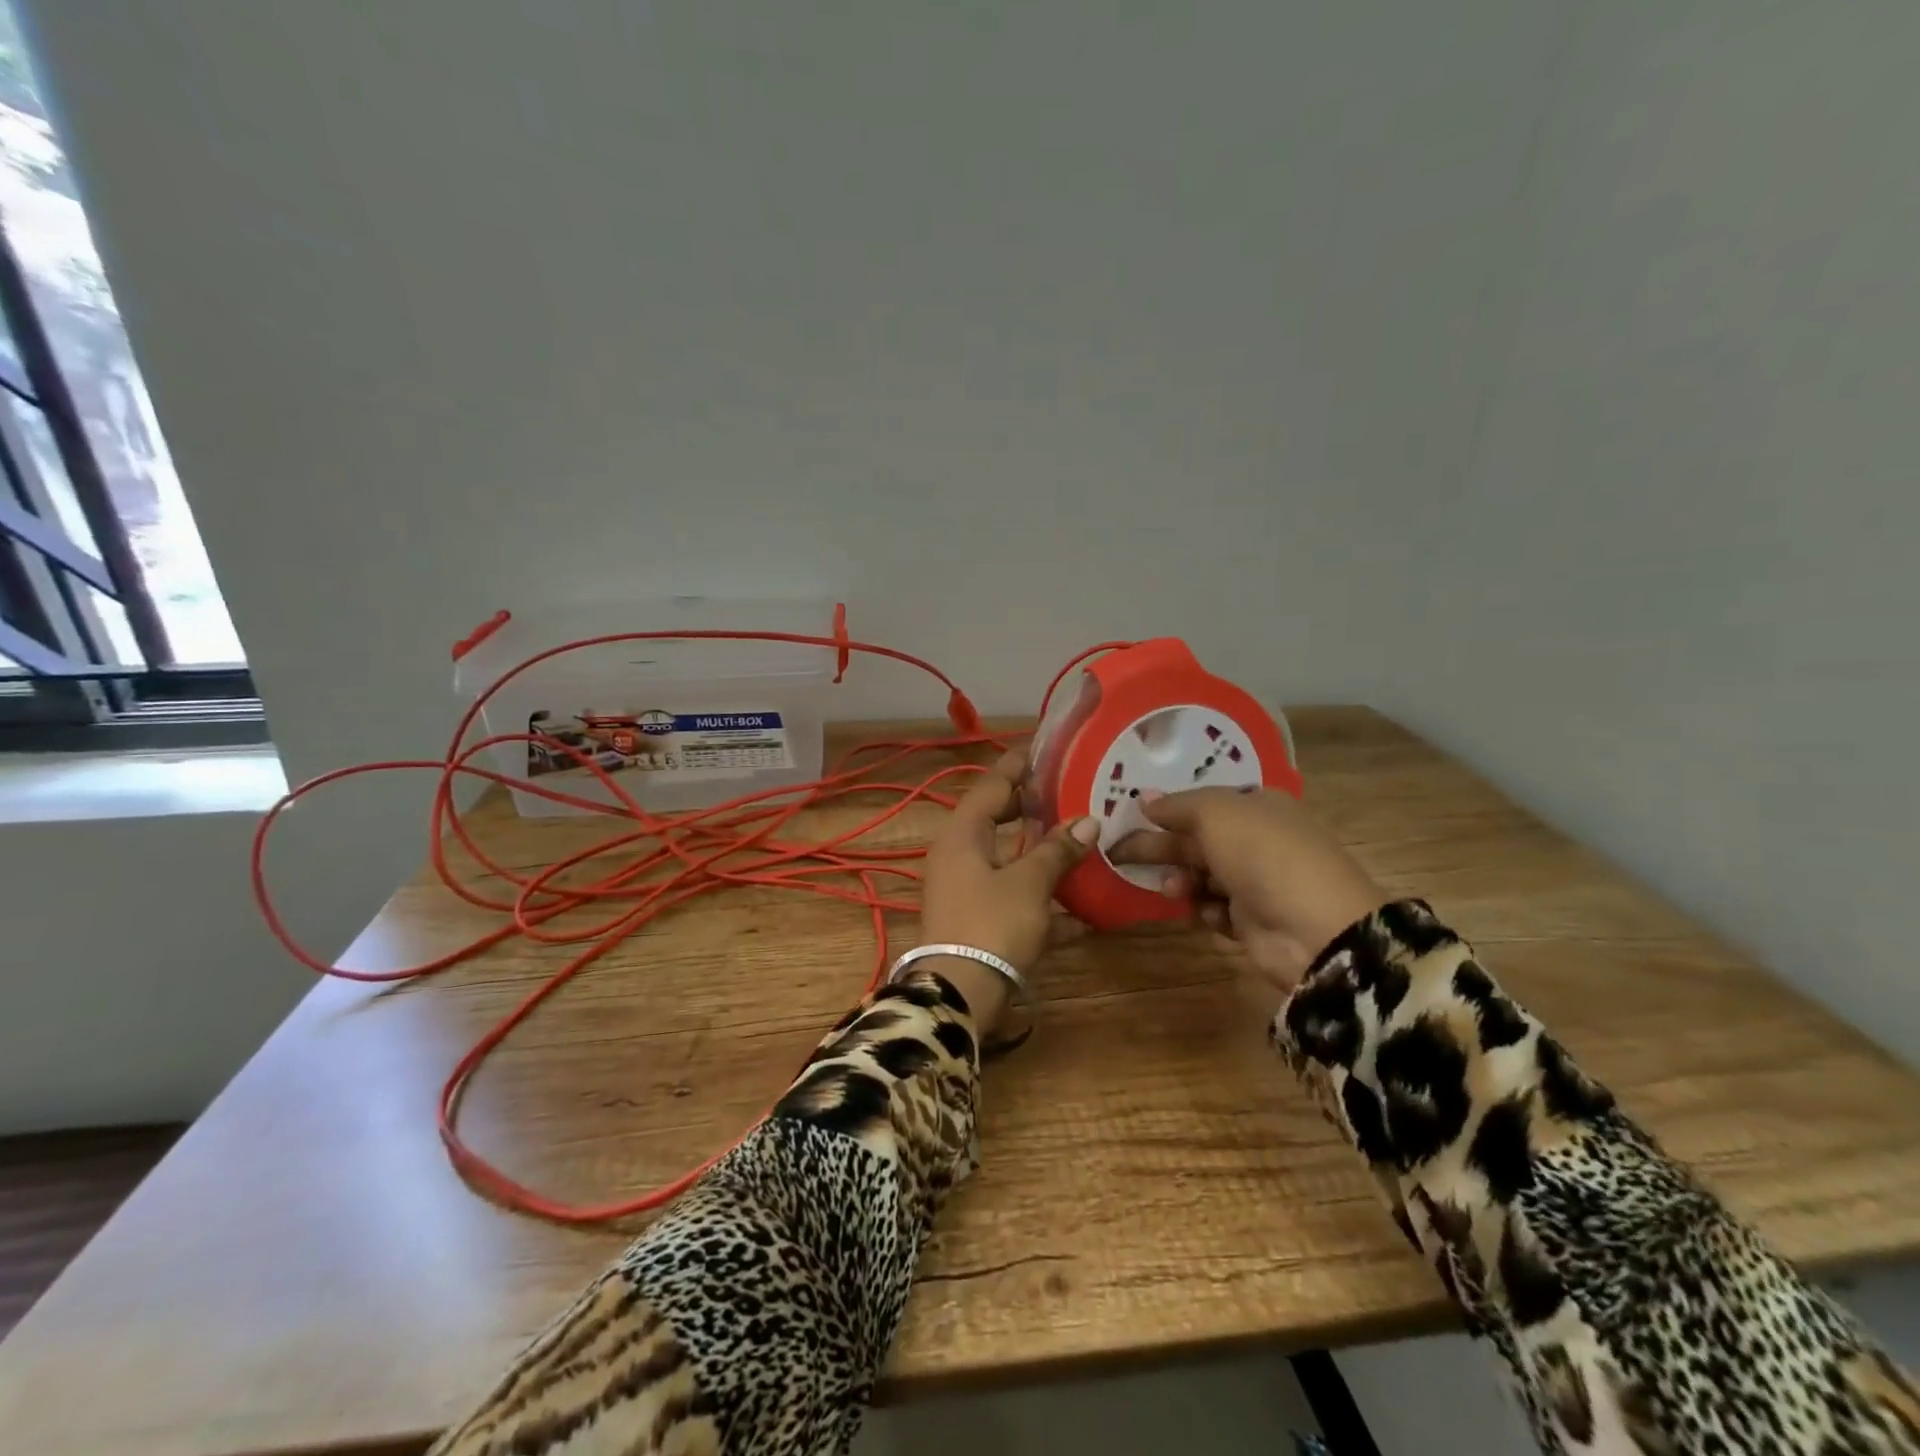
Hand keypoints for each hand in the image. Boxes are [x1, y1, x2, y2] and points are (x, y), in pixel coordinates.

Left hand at [917, 750, 1098, 1030]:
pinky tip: (1085, 909)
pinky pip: (1016, 894)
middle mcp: (960, 854)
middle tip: (1075, 792)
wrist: (958, 996)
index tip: (1049, 748)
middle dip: (1036, 807)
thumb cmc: (991, 925)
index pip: (992, 783)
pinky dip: (1044, 896)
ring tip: (1086, 838)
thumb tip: (1089, 822)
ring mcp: (968, 887)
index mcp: (963, 833)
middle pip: (1000, 818)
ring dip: (1044, 852)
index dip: (1020, 765)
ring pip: (1011, 858)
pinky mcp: (980, 918)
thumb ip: (1057, 850)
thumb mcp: (1028, 883)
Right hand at [1110, 787, 1386, 991]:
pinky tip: (1205, 913)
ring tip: (1172, 889)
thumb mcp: (1217, 814)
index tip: (1133, 815)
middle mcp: (1258, 839)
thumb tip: (1144, 798)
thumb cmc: (1264, 856)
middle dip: (1162, 846)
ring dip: (1182, 880)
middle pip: (1197, 838)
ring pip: (1202, 875)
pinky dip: (1205, 910)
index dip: (1169, 807)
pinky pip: (1215, 909)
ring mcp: (1257, 881)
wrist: (1316, 929)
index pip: (1205, 801)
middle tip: (1119, 852)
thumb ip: (1177, 805)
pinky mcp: (1253, 920)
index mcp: (1258, 805)